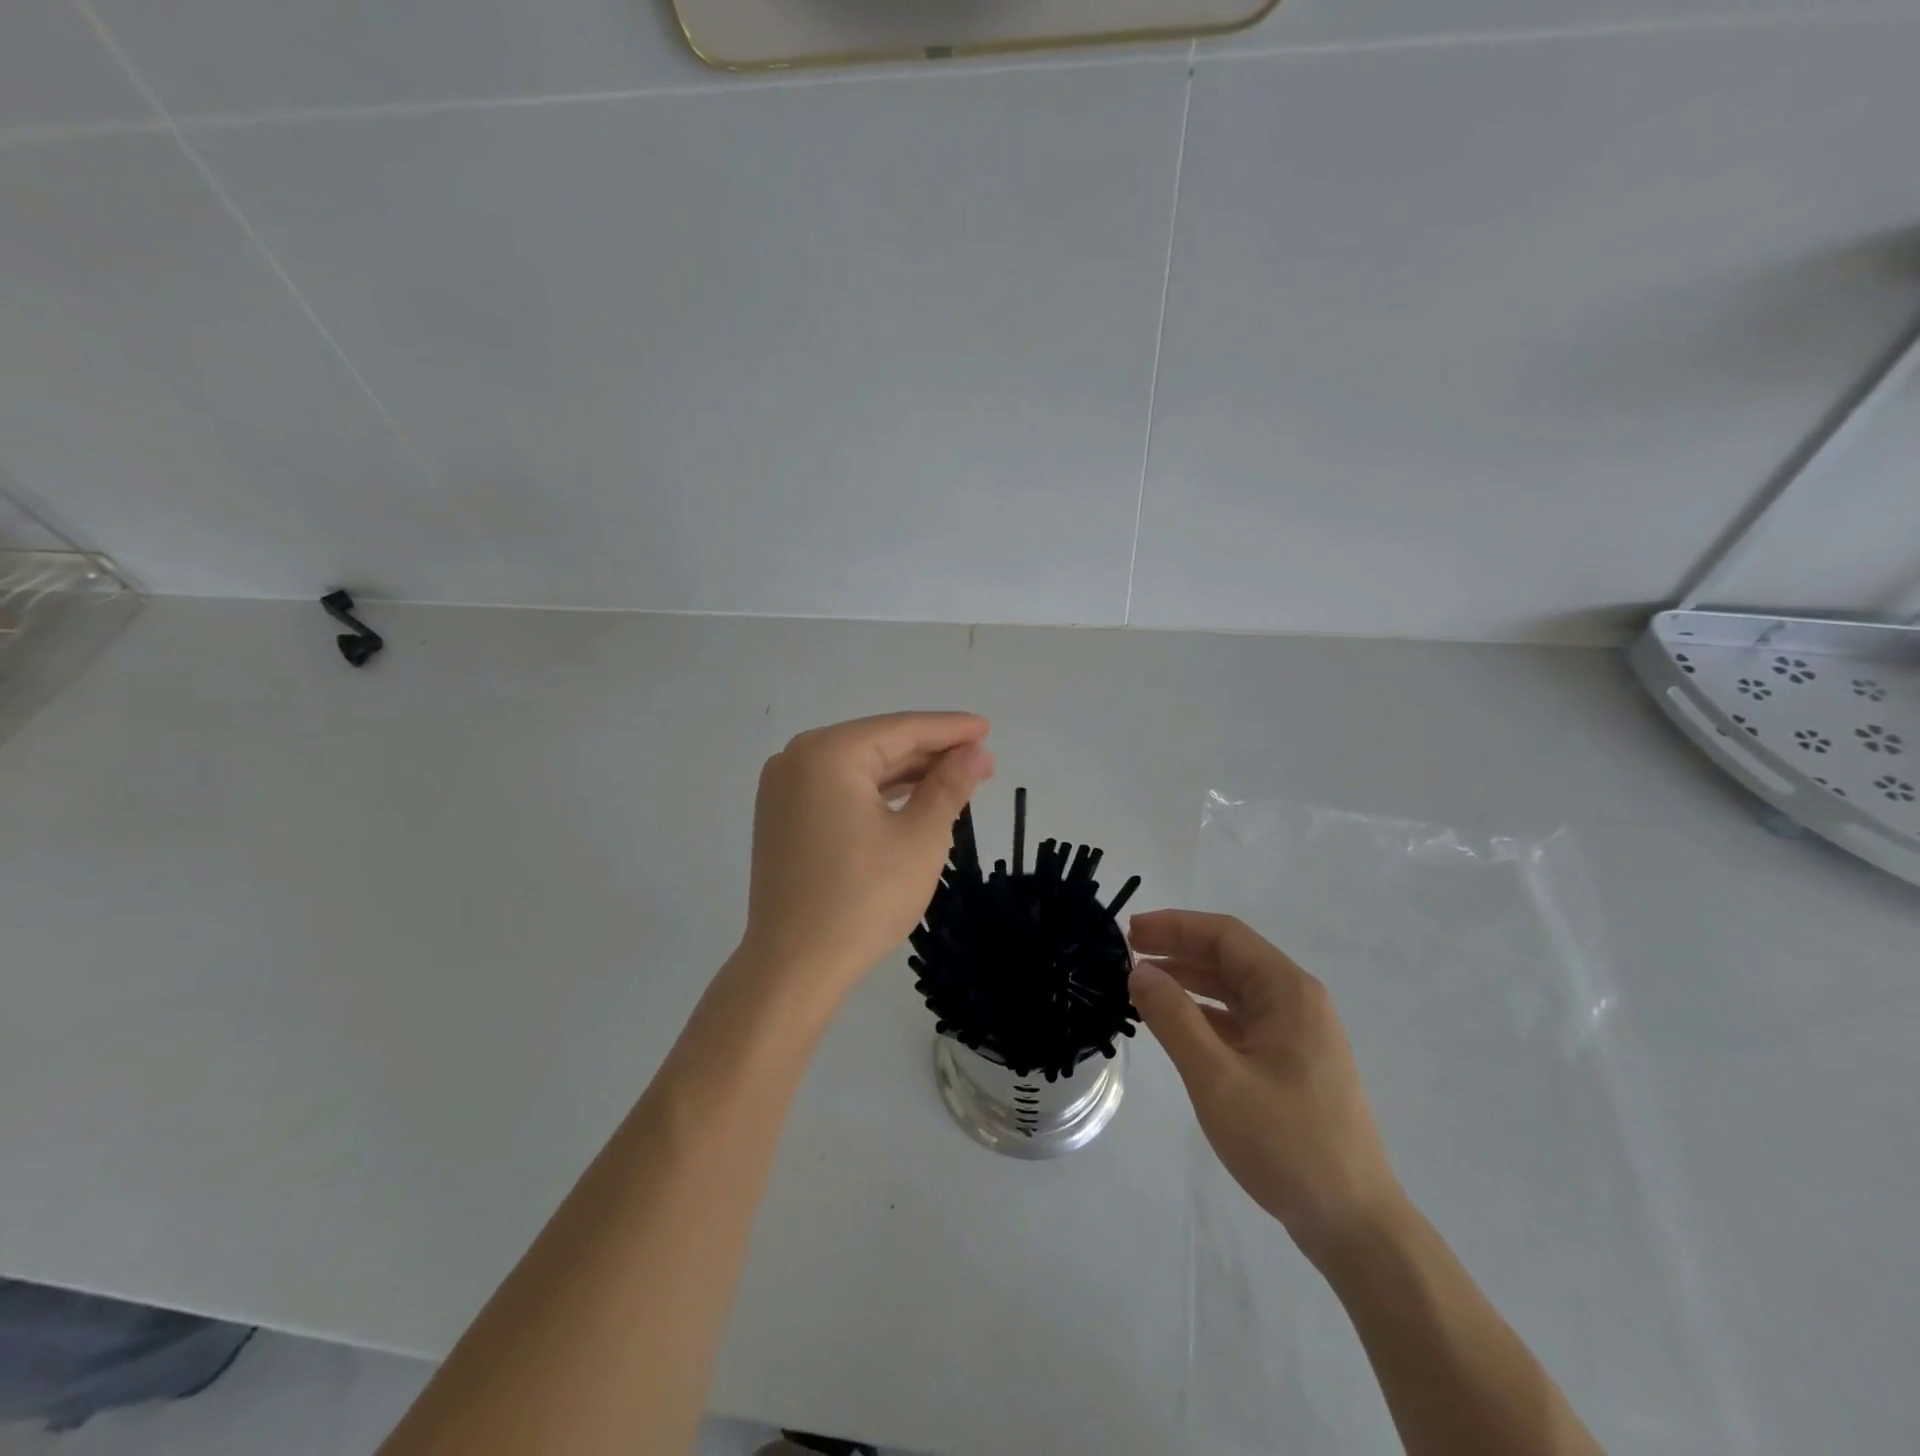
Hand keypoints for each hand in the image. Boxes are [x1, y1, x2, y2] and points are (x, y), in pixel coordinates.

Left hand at [736, 712, 993, 1005]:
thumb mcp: (920, 838)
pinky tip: (911, 797)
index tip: (988, 728)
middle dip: (931, 752)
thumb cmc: (864, 898)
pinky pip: (839, 790)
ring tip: (955, 777)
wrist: (794, 966)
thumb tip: (977, 753)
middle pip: (878, 744)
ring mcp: (784, 789)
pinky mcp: (782, 817)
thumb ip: (949, 786)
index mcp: (828, 753)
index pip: (902, 729)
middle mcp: (797, 758)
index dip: (950, 729)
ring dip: (906, 772)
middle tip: (981, 759)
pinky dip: (877, 792)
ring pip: (859, 768)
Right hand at [1128, 910, 1405, 1265]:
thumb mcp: (1218, 1079)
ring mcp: (1297, 1034)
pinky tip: (1175, 1024)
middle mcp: (1297, 1001)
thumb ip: (1174, 1018)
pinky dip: (1204, 1013)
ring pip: (1234, 989)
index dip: (1175, 925)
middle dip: (1178, 949)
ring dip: (1189, 980)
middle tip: (1127, 955)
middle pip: (1230, 957)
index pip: (1225, 935)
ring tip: (1141, 985)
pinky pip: (1240, 1020)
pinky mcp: (1291, 1063)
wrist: (1355, 1225)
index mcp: (1288, 992)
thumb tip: (1139, 971)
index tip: (1130, 933)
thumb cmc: (1286, 1144)